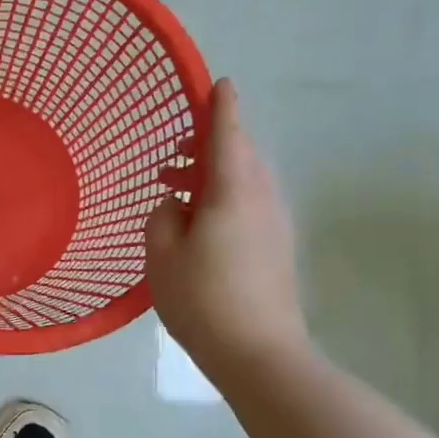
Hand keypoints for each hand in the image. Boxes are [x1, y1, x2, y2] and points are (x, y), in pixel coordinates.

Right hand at [145, 78, 310, 374]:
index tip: (220, 82)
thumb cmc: (203, 298)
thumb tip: (176, 205)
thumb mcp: (162, 254)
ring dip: (212, 174)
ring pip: (244, 181)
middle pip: (240, 155)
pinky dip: (223, 197)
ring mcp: (273, 224)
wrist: (261, 354)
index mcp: (232, 191)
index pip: (227, 134)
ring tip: (174, 190)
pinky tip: (196, 223)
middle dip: (208, 145)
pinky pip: (249, 203)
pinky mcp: (276, 247)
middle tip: (172, 156)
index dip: (221, 106)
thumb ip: (163, 217)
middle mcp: (260, 199)